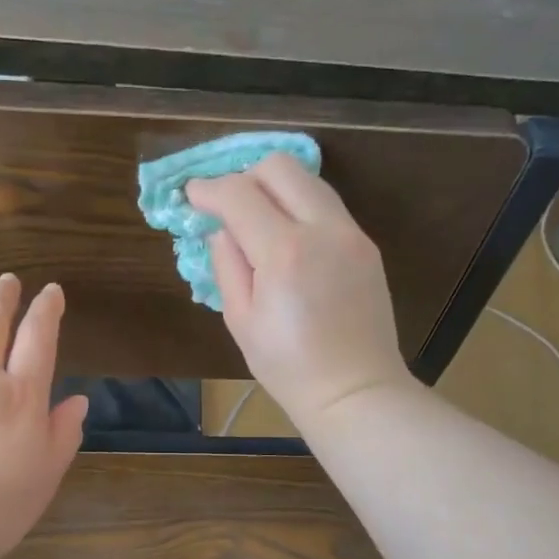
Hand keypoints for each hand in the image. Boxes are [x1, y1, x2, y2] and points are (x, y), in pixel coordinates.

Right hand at [188, 154, 415, 431]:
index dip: (209, 190)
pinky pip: (328, 207)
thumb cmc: (288, 367)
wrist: (354, 391)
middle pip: (280, 167)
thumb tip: (223, 230)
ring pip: (309, 181)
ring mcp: (351, 234)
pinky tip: (288, 241)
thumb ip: (227, 265)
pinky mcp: (366, 245)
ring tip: (257, 221)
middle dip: (245, 177)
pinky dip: (301, 209)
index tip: (192, 196)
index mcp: (283, 252)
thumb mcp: (241, 321)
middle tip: (228, 207)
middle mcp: (322, 229)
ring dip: (276, 189)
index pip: (239, 194)